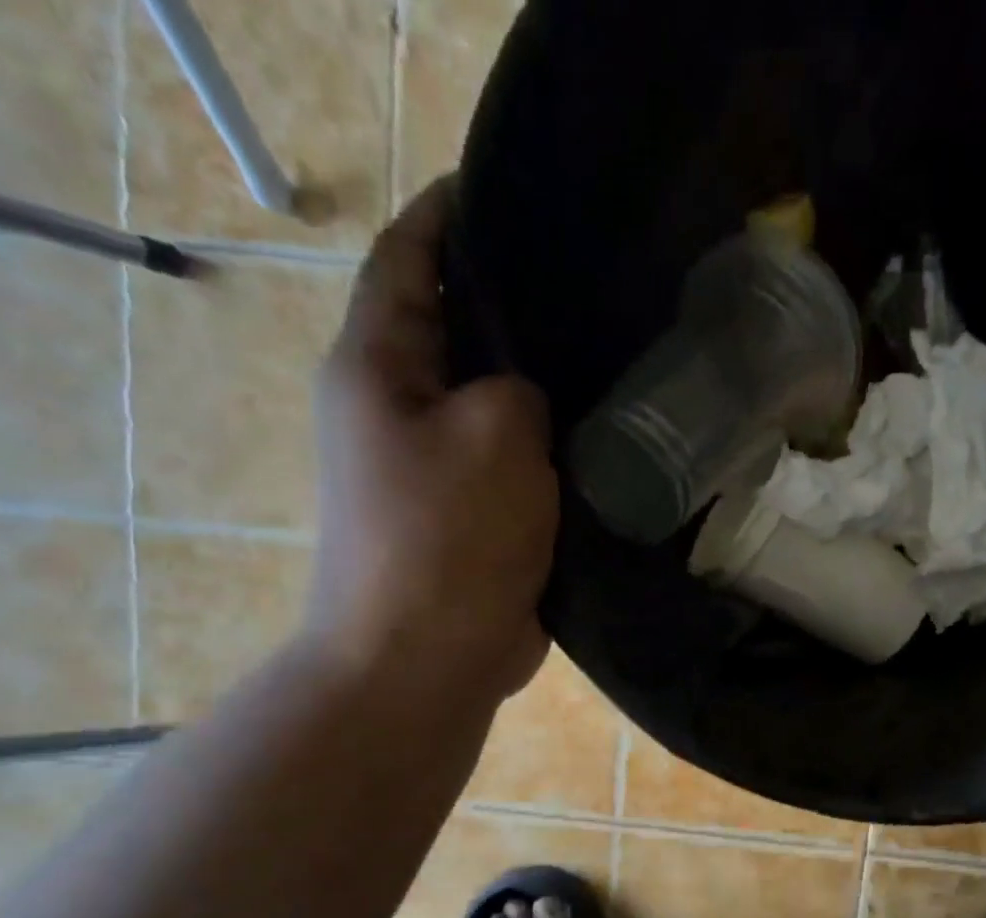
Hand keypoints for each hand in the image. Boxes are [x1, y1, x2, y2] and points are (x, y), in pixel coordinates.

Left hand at [307, 175, 557, 703]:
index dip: (455, 213)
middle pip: (455, 331)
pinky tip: (600, 436)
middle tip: (593, 283)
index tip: (518, 190)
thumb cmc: (447, 539)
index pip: (410, 257)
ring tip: (609, 355)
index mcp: (377, 366)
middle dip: (513, 305)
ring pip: (492, 405)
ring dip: (538, 387)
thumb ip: (519, 386)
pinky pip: (512, 465)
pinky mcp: (469, 519)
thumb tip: (531, 392)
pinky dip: (547, 451)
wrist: (426, 659)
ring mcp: (432, 470)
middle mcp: (395, 408)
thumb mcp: (496, 434)